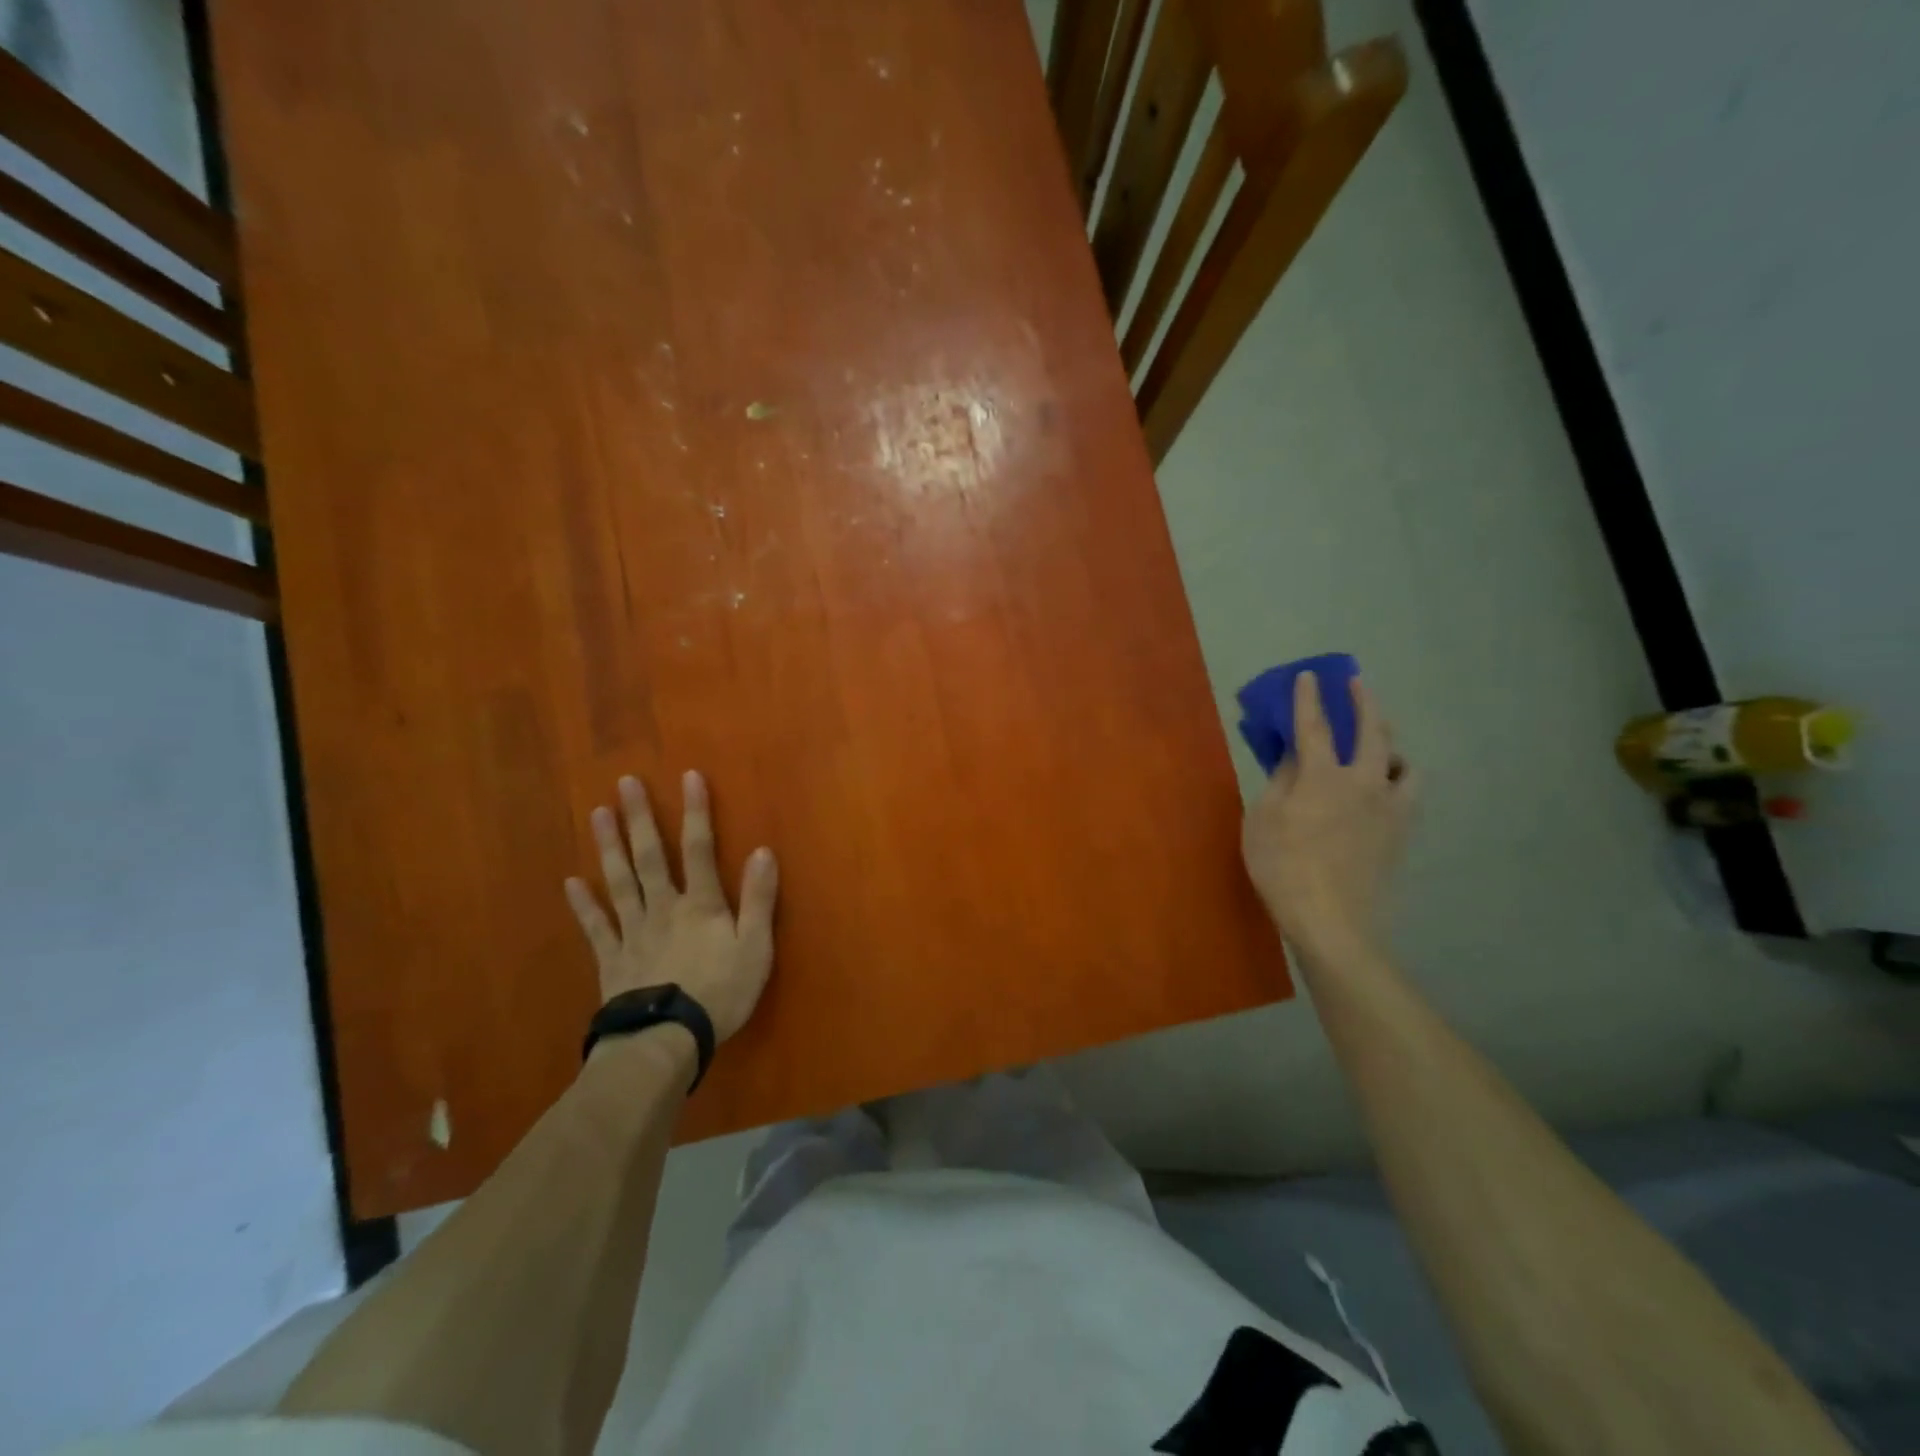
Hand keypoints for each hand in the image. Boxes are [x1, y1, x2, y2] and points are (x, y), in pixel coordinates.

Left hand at [564, 771, 777, 1042]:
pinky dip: (583, 904)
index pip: (700, 849)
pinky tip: (571, 882)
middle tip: (625, 783)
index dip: (696, 812)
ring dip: (610, 847)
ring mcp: (633, 932)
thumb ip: (759, 899)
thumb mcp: (755, 947)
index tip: (689, 777)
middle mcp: (663, 908)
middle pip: (650, 857)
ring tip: (598, 814)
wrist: (666, 1041)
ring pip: (620, 882)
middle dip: (641, 818)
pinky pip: (596, 927)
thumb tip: (762, 851)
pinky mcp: (612, 959)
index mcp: (700, 905)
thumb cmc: (720, 993)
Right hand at [1241, 674, 1414, 960]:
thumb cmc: (1282, 868)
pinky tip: (1388, 786)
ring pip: (1404, 762)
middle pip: (1373, 732)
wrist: (1332, 921)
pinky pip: (1409, 793)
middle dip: (1364, 702)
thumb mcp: (1263, 820)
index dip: (1309, 698)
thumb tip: (1294, 757)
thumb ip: (1280, 782)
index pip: (1315, 726)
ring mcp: (1389, 808)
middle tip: (1357, 682)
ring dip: (1391, 742)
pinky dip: (1399, 778)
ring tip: (1380, 742)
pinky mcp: (1401, 833)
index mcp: (1323, 776)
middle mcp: (1364, 783)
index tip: (1309, 675)